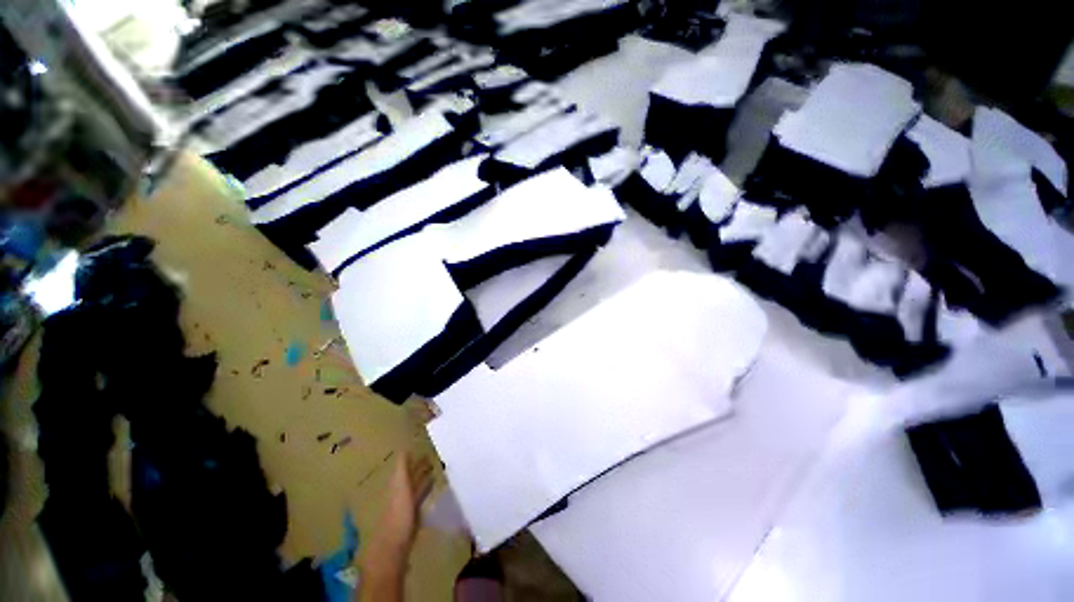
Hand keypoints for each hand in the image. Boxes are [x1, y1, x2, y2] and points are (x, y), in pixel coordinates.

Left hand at [357, 454, 434, 601]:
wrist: (393, 549)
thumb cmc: (397, 516)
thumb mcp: (400, 488)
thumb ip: (402, 469)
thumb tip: (404, 448)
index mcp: (396, 485)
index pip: (405, 467)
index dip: (413, 458)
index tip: (424, 448)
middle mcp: (400, 493)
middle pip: (410, 477)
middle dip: (419, 467)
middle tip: (433, 456)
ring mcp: (406, 505)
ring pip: (416, 486)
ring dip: (424, 477)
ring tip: (435, 467)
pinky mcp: (413, 517)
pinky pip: (421, 497)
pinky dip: (426, 489)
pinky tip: (433, 485)